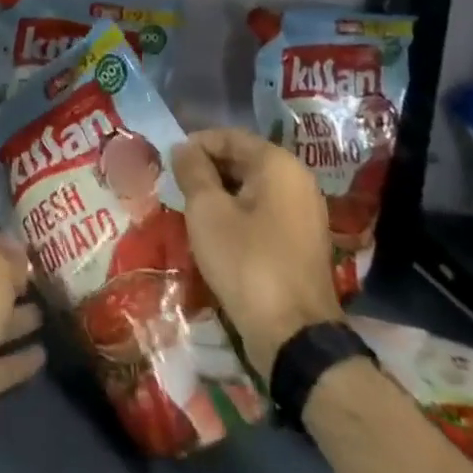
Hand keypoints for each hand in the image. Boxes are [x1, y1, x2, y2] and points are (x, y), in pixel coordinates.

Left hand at [0, 233, 44, 467]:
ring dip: (21, 319)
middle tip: (50, 278)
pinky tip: (44, 354)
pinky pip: (5, 365)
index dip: (2, 245)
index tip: (33, 245)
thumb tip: (21, 251)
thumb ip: (8, 259)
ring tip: (52, 310)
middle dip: (15, 283)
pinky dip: (22, 360)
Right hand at [171, 129, 342, 372]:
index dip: (194, 146)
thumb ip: (192, 171)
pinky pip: (263, 212)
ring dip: (220, 194)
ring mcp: (304, 212)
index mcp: (278, 164)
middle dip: (207, 170)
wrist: (294, 335)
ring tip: (191, 210)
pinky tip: (216, 233)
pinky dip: (238, 214)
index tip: (168, 165)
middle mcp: (298, 180)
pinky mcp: (302, 241)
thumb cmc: (245, 261)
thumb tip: (182, 147)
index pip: (228, 137)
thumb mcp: (207, 210)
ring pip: (251, 188)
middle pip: (242, 160)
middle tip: (176, 188)